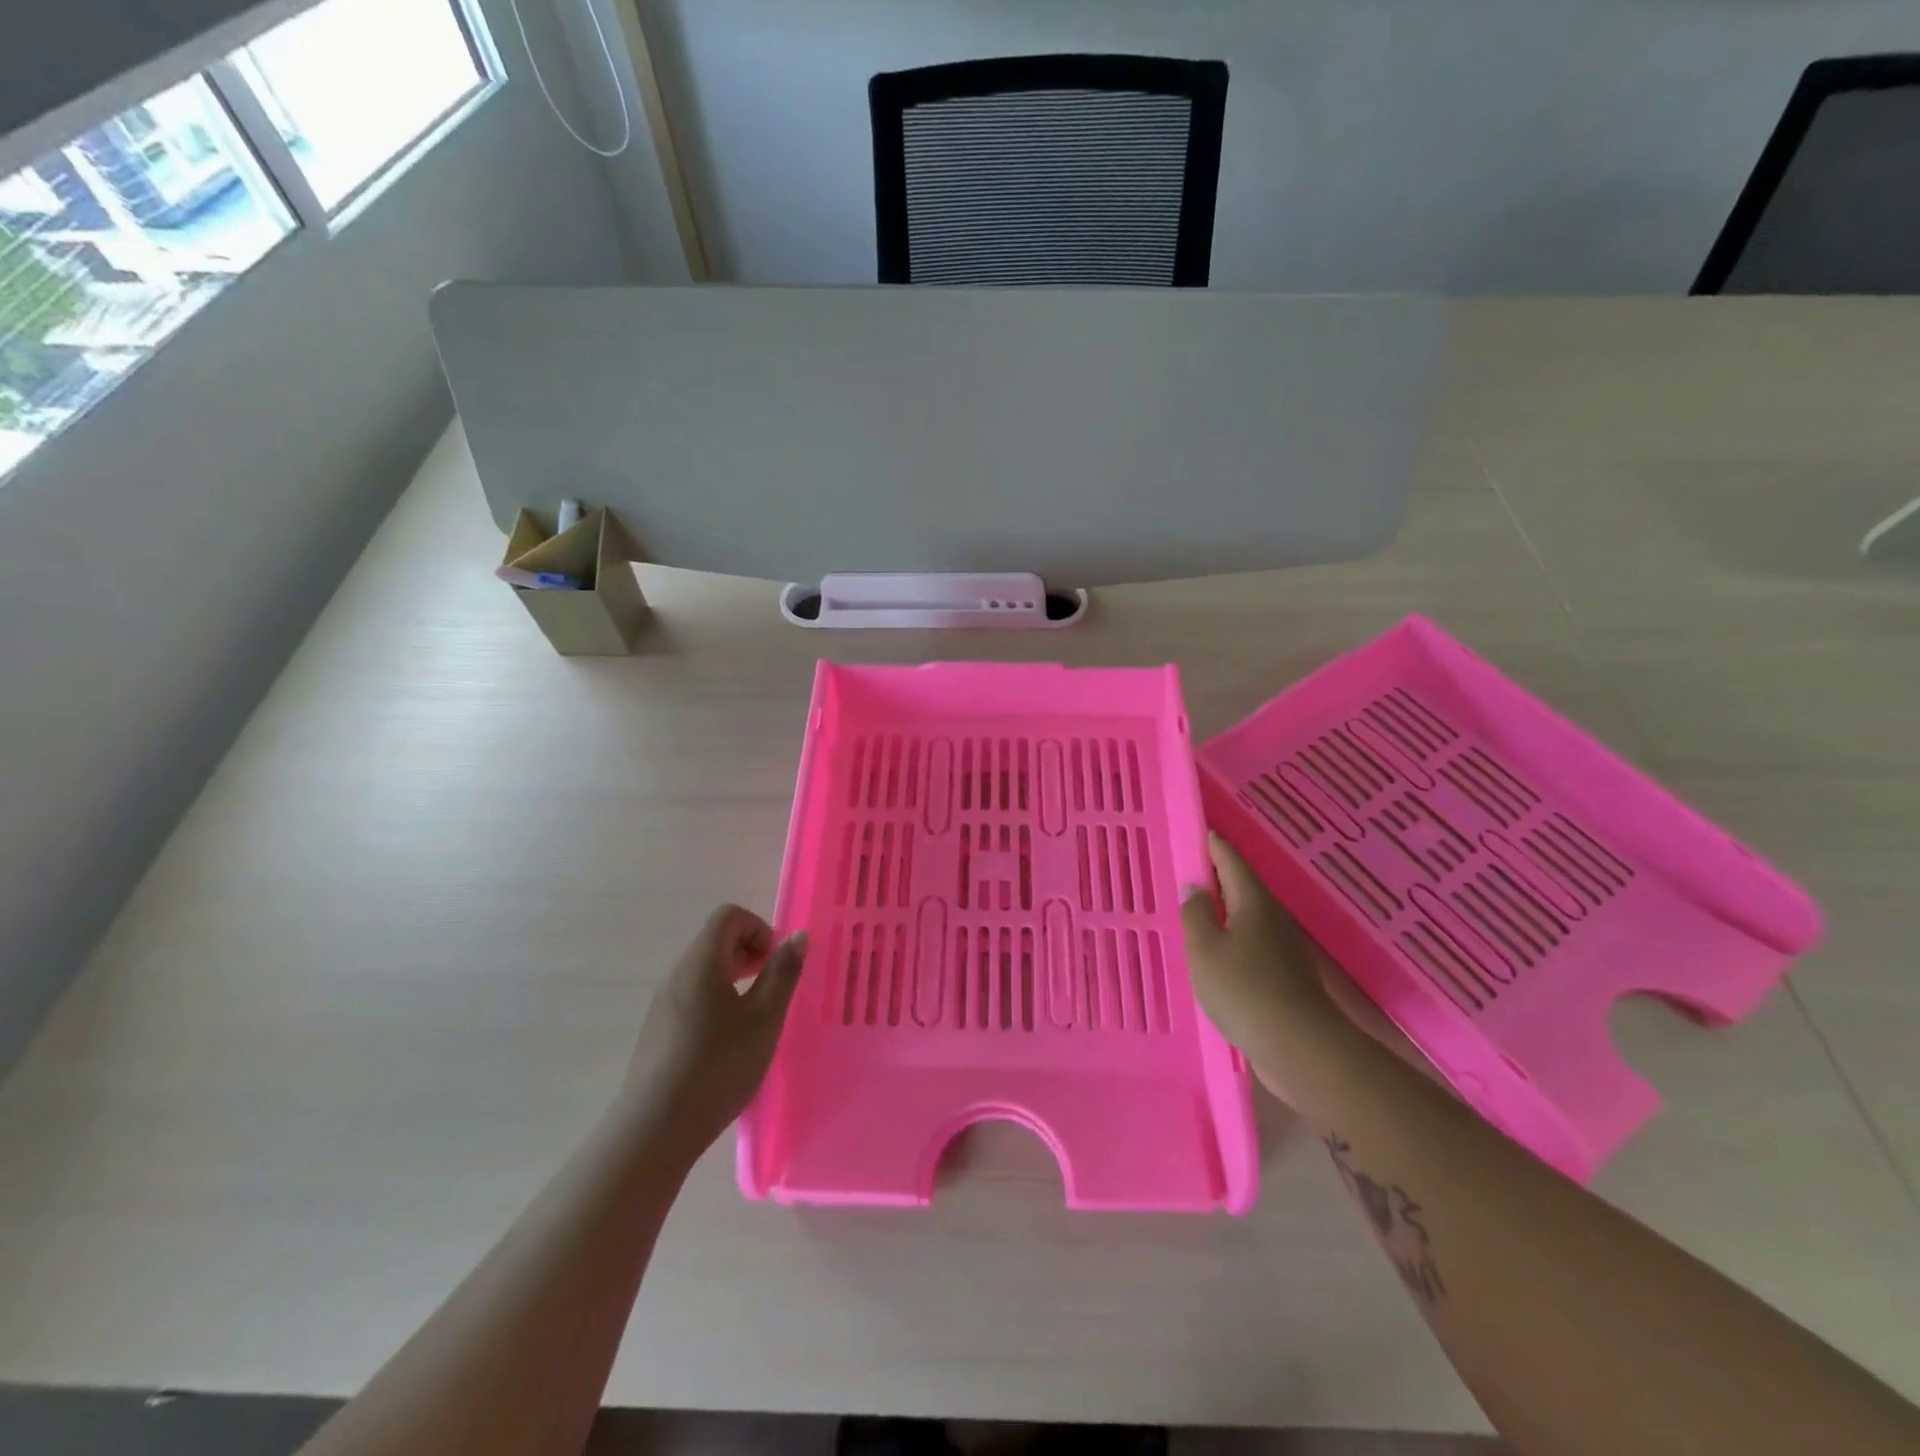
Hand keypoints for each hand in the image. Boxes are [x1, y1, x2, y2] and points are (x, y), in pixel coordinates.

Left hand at [625, 904, 807, 1157]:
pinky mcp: (657, 1030)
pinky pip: (692, 996)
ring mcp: (663, 1003)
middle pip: (715, 940)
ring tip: (753, 1019)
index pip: (729, 916)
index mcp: (701, 962)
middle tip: (770, 991)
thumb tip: (797, 936)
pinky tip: (727, 1043)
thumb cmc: (718, 1066)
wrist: (655, 1129)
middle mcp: (677, 973)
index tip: (774, 965)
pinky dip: (716, 1002)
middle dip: (749, 954)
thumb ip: (783, 972)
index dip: (759, 929)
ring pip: (704, 970)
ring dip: (734, 980)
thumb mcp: (764, 1018)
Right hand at [1183, 833, 1424, 1103]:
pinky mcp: (1285, 975)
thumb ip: (1195, 914)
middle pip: (1242, 886)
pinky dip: (1232, 937)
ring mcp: (1283, 947)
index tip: (1197, 831)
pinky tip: (1216, 953)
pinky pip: (1252, 943)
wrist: (1301, 1048)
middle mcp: (1272, 917)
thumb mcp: (1204, 949)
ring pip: (1248, 916)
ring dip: (1224, 909)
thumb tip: (1195, 887)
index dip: (1213, 844)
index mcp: (1253, 901)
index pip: (1231, 860)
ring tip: (1195, 911)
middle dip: (1217, 876)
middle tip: (1187, 871)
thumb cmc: (1244, 990)